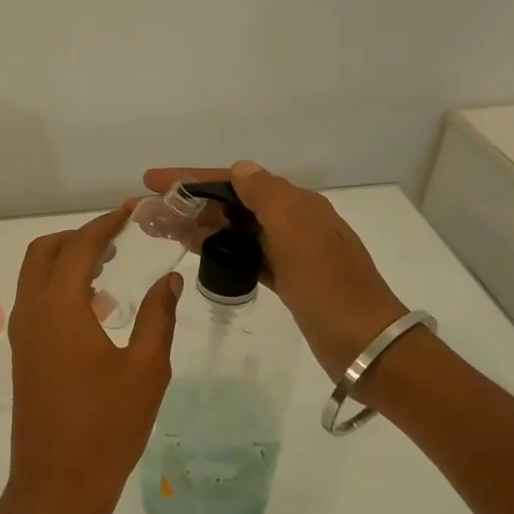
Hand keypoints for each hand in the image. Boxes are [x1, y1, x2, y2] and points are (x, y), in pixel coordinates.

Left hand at [4, 205, 181, 513]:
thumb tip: (170, 279)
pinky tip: (99, 308)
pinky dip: (61, 289)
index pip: (80, 246)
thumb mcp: (146, 368)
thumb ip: (158, 316)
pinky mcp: (23, 355)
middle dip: (79, 237)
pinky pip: (38, 302)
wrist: (58, 484)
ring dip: (68, 262)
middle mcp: (32, 311)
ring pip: (36, 276)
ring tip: (112, 266)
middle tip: (118, 238)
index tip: (132, 212)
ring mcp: (23, 334)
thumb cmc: (107, 426)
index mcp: (58, 307)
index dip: (106, 224)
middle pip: (45, 252)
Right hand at [143, 161, 405, 379]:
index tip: (151, 181)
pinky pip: (242, 253)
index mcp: (296, 204)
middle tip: (147, 212)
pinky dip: (216, 248)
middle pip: (230, 203)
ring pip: (233, 229)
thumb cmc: (329, 286)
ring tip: (159, 229)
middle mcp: (292, 221)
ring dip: (196, 224)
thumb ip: (267, 195)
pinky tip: (193, 249)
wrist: (366, 344)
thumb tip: (240, 169)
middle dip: (188, 203)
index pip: (234, 181)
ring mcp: (289, 251)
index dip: (191, 178)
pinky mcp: (286, 278)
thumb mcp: (298, 232)